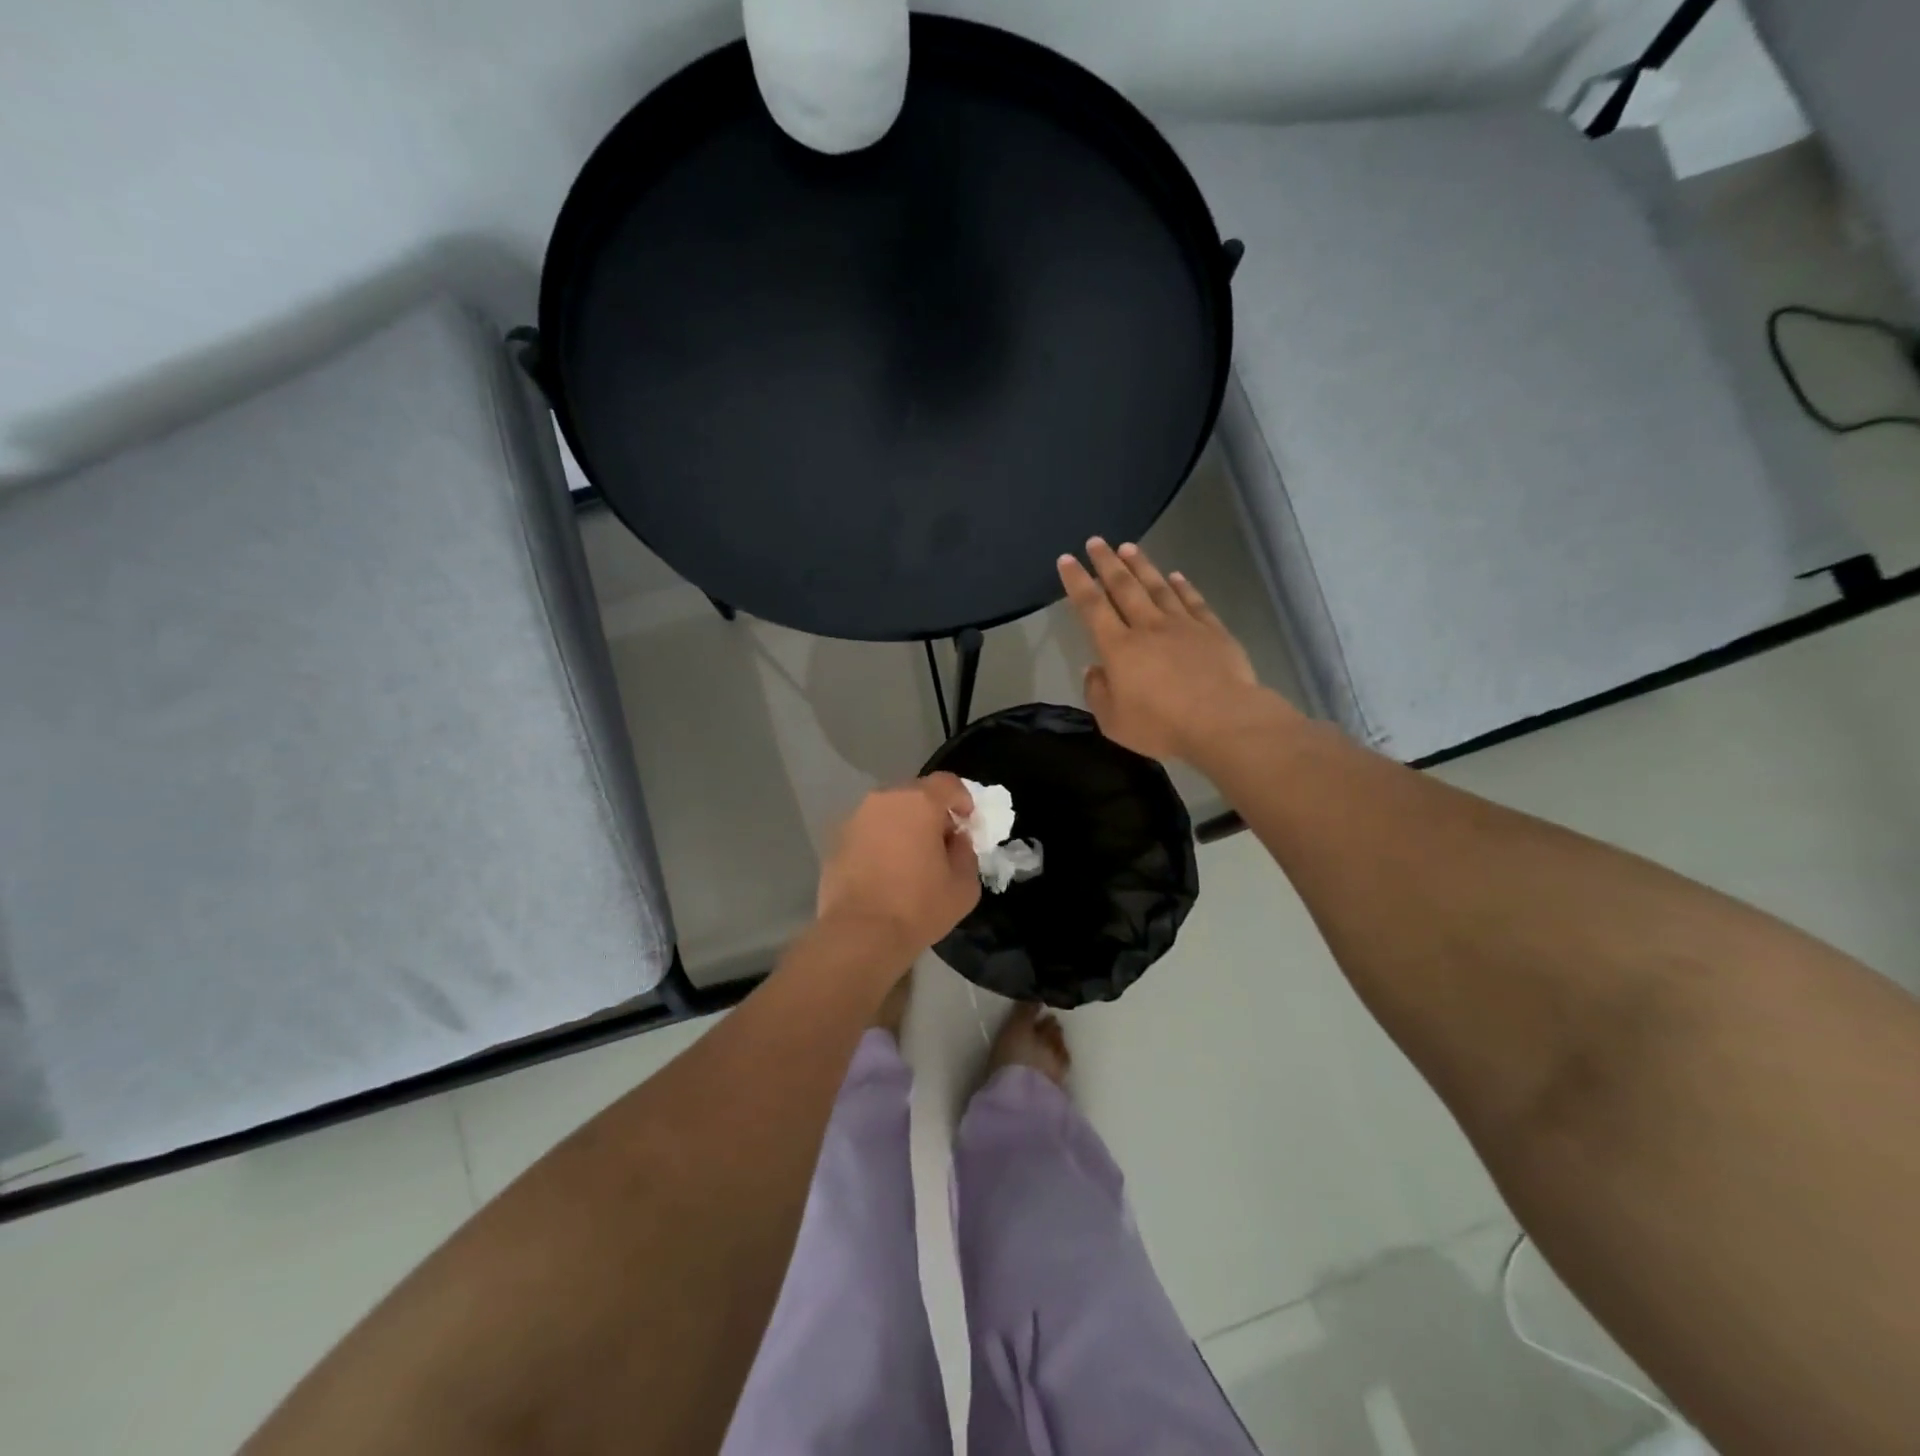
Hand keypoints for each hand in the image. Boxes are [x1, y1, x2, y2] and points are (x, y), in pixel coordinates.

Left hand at [817, 775, 982, 955]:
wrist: (859, 934)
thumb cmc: (918, 907)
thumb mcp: (964, 886)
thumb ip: (966, 853)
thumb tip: (956, 840)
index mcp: (918, 802)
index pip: (947, 783)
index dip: (962, 798)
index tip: (967, 821)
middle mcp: (884, 800)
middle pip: (915, 794)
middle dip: (931, 812)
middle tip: (940, 841)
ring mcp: (855, 818)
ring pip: (888, 812)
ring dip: (903, 826)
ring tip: (910, 858)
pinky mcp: (835, 840)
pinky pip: (868, 831)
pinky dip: (880, 842)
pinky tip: (884, 871)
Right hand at [1058, 539, 1293, 761]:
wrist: (1222, 721)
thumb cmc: (1162, 726)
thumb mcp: (1114, 722)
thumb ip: (1098, 693)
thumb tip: (1094, 669)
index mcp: (1119, 649)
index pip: (1092, 608)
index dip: (1078, 582)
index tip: (1067, 560)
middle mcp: (1148, 627)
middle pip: (1124, 587)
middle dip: (1107, 562)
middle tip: (1096, 541)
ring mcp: (1183, 626)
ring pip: (1157, 587)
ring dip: (1142, 566)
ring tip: (1128, 547)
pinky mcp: (1212, 631)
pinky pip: (1193, 602)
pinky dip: (1183, 586)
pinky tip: (1176, 576)